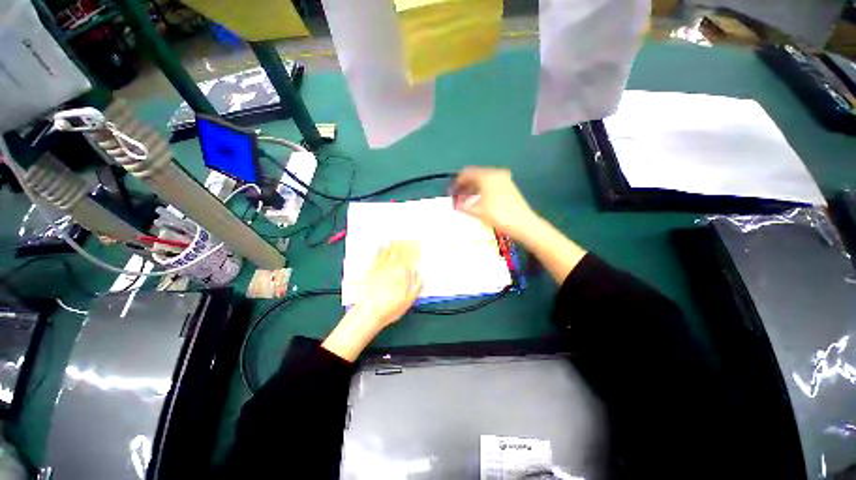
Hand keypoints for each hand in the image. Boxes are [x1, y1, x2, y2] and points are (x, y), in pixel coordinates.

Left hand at [354, 241, 423, 327]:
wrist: (370, 312)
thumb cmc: (390, 308)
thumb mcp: (408, 300)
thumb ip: (416, 287)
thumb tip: (421, 277)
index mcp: (402, 275)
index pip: (409, 259)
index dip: (413, 250)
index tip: (416, 243)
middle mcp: (391, 269)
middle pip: (399, 254)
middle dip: (403, 245)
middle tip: (406, 238)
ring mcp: (380, 270)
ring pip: (387, 254)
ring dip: (392, 246)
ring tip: (395, 239)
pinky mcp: (370, 273)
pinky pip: (376, 258)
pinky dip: (379, 251)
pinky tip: (379, 247)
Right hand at [451, 167, 538, 242]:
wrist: (523, 224)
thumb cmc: (499, 215)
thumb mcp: (477, 211)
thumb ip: (463, 205)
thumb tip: (455, 203)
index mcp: (487, 175)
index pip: (467, 173)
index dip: (457, 182)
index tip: (451, 192)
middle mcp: (496, 173)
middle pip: (476, 175)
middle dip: (465, 186)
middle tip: (457, 197)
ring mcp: (504, 179)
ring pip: (484, 180)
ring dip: (474, 189)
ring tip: (467, 201)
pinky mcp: (510, 187)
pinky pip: (492, 184)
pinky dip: (483, 191)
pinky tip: (480, 202)